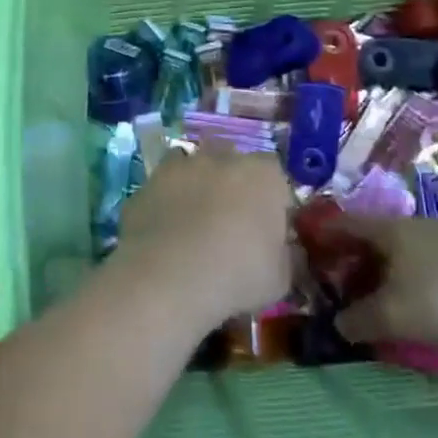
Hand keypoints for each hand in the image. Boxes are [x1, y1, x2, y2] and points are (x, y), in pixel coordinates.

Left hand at [115, 148, 293, 325]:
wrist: (167, 277)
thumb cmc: (236, 274)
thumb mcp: (280, 279)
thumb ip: (288, 256)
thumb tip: (288, 251)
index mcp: (264, 174)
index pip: (277, 175)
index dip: (274, 201)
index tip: (269, 229)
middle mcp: (223, 157)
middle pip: (235, 164)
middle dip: (235, 186)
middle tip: (232, 225)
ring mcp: (181, 165)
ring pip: (196, 168)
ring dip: (199, 187)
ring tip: (196, 224)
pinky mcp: (148, 181)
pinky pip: (164, 187)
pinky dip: (167, 201)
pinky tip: (166, 231)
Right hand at [323, 213, 437, 347]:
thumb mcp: (395, 314)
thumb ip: (360, 319)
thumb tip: (337, 324)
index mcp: (387, 230)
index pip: (344, 224)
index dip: (323, 236)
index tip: (306, 250)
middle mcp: (413, 226)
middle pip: (373, 239)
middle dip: (355, 261)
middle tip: (340, 287)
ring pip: (403, 253)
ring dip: (386, 274)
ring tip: (380, 302)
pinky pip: (429, 266)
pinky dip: (414, 281)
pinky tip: (422, 306)